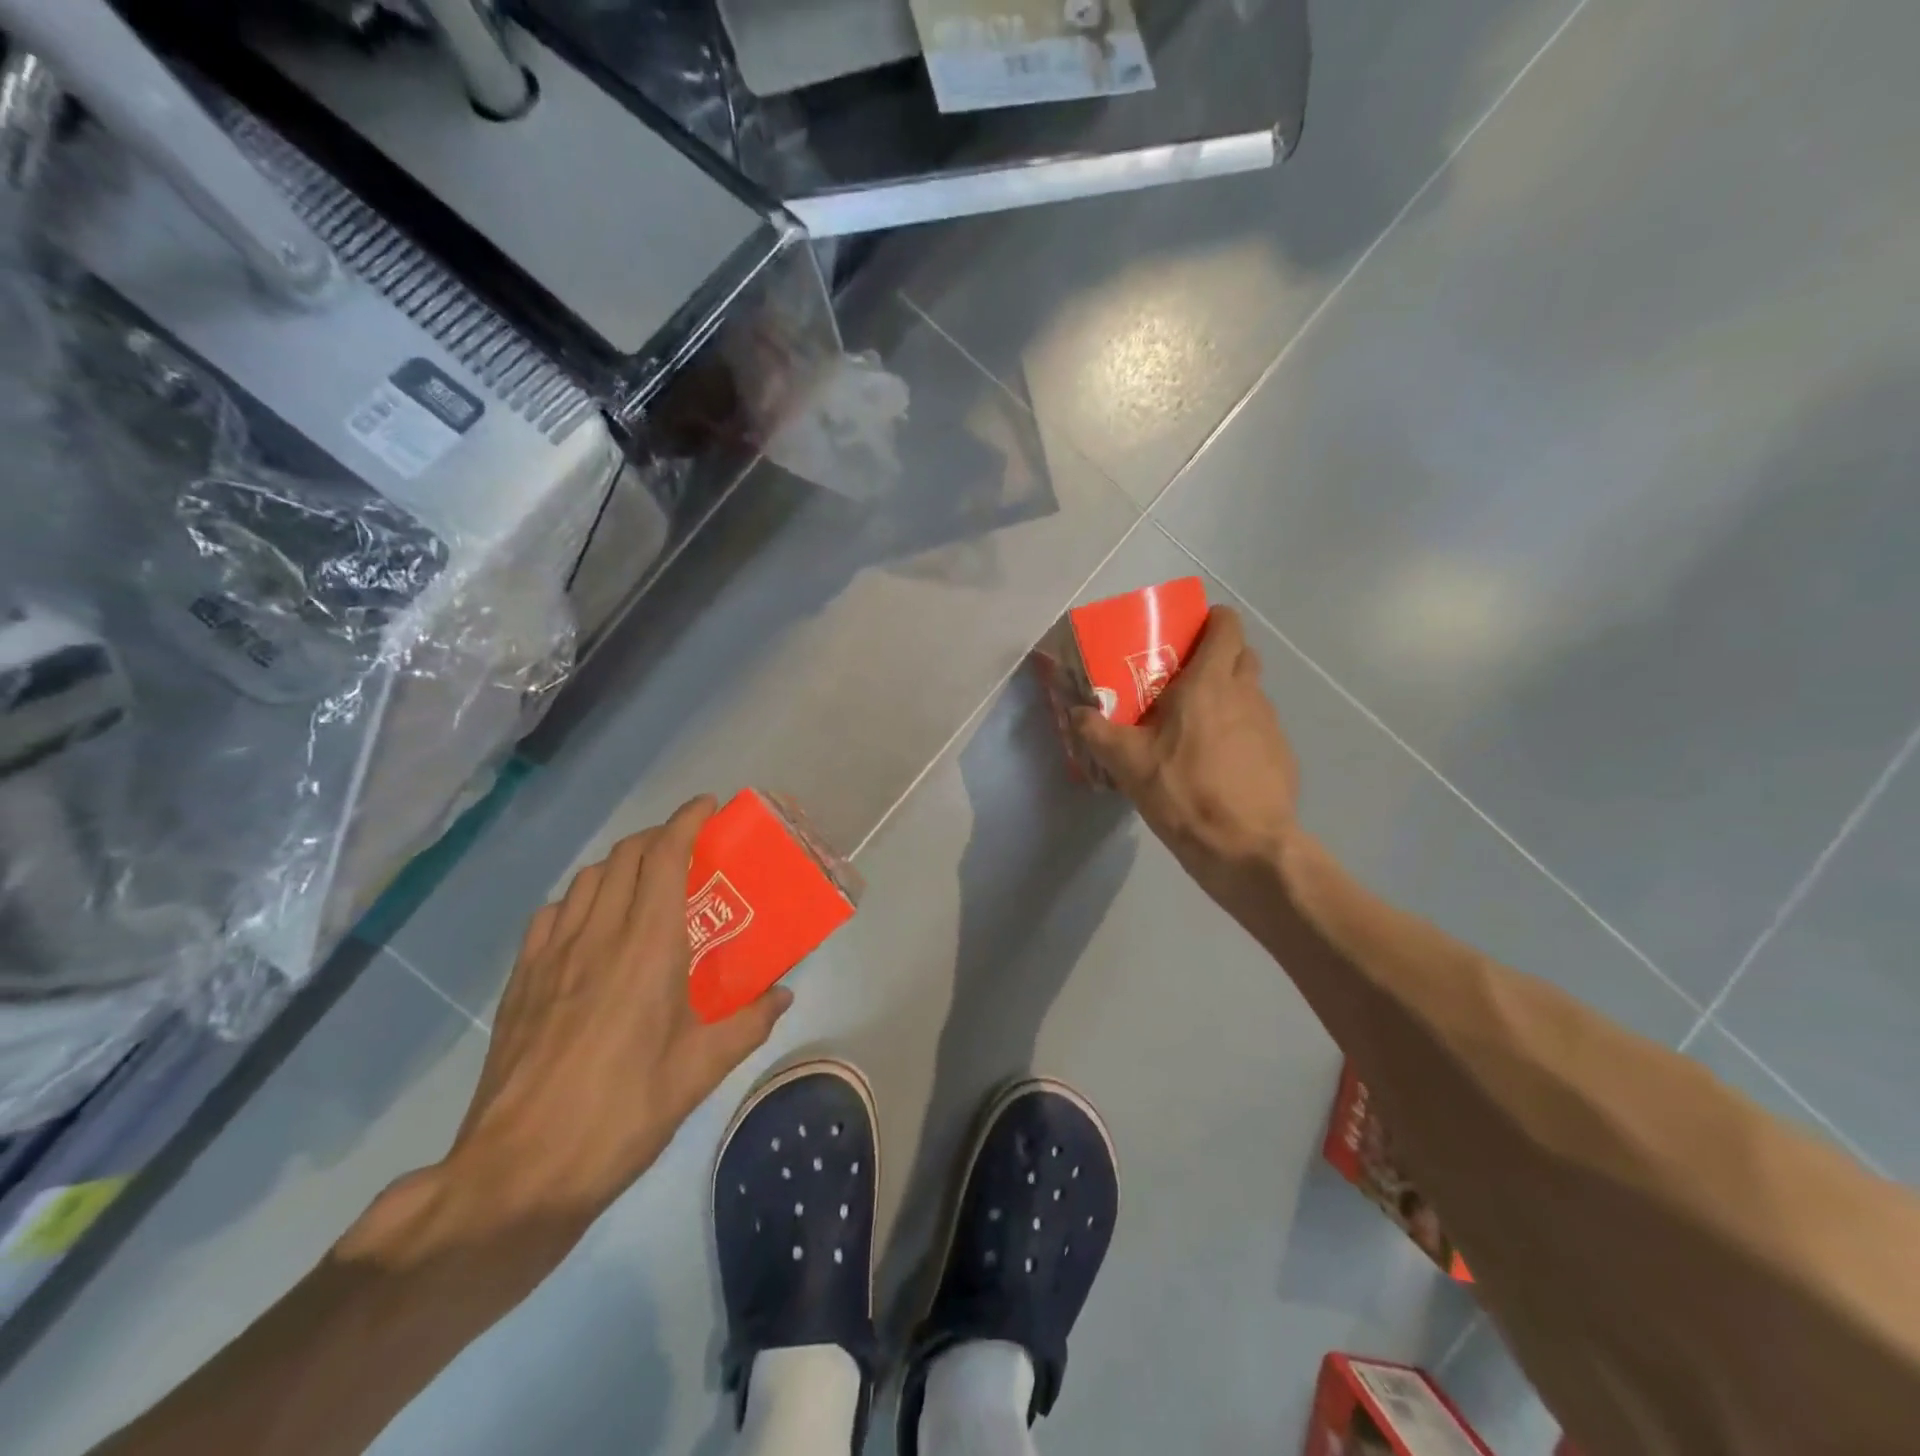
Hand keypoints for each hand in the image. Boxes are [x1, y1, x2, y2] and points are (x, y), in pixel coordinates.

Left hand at [423, 796, 790, 1264]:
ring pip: (588, 879)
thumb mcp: (700, 1071)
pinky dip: (581, 898)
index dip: (687, 821)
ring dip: (621, 864)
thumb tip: (783, 994)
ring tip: (646, 883)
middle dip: (659, 836)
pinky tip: (592, 925)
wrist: (520, 1171)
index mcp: (647, 947)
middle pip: (625, 856)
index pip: (664, 856)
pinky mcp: (522, 980)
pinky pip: (554, 914)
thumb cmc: (624, 1113)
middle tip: (689, 849)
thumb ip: (748, 1023)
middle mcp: (598, 935)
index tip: (710, 807)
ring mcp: (552, 955)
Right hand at [1072, 607, 1299, 915]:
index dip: (1212, 620)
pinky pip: (1258, 728)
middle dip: (1218, 656)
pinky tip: (1218, 763)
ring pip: (1250, 692)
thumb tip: (1074, 713)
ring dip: (1228, 697)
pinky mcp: (1281, 755)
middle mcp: (1246, 693)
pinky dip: (1240, 732)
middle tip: (1185, 679)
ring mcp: (1270, 724)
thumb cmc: (1183, 792)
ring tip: (1197, 727)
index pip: (1226, 626)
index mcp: (1210, 683)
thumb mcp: (1127, 763)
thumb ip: (1097, 731)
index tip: (1188, 633)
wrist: (1244, 847)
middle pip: (1242, 654)